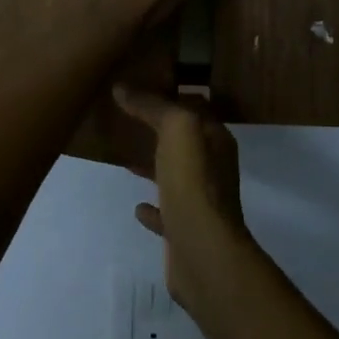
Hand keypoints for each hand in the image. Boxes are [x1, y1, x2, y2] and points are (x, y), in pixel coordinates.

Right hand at [115, 86, 253, 317]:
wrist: (202, 251)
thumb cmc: (193, 182)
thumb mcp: (176, 129)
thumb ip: (153, 106)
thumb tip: (122, 88)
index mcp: (216, 140)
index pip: (194, 108)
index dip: (171, 97)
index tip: (142, 88)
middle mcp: (213, 168)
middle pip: (186, 143)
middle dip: (162, 131)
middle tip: (129, 120)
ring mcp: (201, 202)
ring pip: (176, 176)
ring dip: (155, 167)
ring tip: (127, 160)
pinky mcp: (186, 232)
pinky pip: (167, 212)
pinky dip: (153, 208)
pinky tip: (137, 207)